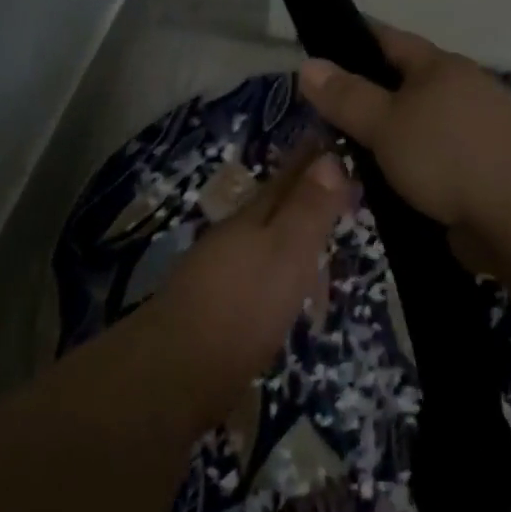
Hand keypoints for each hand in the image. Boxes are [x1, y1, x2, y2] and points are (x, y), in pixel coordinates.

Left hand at [153, 150, 351, 397]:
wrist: (178, 369)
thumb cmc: (243, 304)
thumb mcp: (286, 251)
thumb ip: (308, 208)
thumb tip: (330, 157)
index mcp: (252, 218)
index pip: (288, 179)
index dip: (311, 162)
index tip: (331, 142)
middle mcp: (233, 237)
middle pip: (273, 207)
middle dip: (300, 193)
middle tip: (333, 184)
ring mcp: (220, 272)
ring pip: (262, 240)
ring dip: (288, 231)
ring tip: (315, 231)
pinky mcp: (217, 308)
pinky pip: (257, 273)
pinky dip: (277, 268)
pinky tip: (283, 283)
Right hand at [299, 26, 510, 232]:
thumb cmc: (448, 155)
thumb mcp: (386, 123)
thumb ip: (346, 96)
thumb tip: (308, 63)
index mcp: (440, 68)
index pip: (389, 40)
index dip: (353, 40)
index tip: (319, 50)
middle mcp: (460, 92)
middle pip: (403, 85)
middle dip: (365, 96)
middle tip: (320, 114)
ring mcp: (473, 134)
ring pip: (415, 127)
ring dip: (384, 139)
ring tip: (342, 154)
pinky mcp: (479, 173)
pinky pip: (430, 163)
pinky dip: (405, 170)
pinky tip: (380, 187)